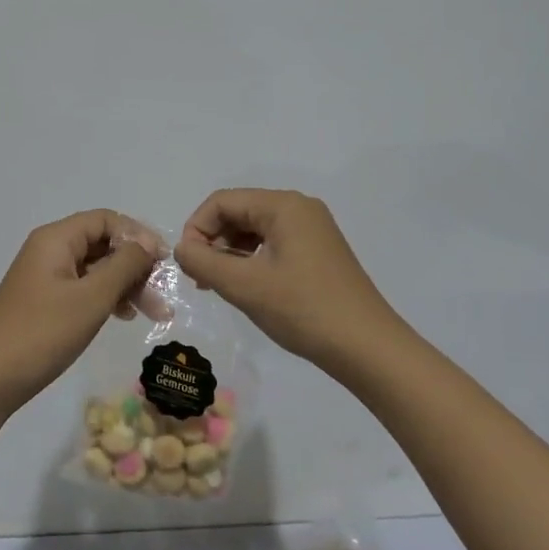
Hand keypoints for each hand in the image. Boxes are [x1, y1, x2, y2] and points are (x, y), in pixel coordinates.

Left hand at [0, 210, 162, 416]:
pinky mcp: (44, 301)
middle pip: (102, 243)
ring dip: (125, 285)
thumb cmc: (42, 333)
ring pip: (95, 268)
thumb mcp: (91, 298)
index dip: (138, 235)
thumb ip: (123, 266)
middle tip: (162, 296)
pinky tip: (123, 316)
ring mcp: (45, 276)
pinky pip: (83, 287)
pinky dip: (106, 297)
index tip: (163, 263)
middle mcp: (50, 250)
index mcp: (56, 239)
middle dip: (135, 265)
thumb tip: (147, 244)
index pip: (106, 220)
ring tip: (152, 313)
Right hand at [173, 189, 395, 366]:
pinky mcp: (318, 251)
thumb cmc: (303, 310)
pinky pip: (273, 244)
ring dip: (229, 253)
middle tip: (199, 279)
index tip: (187, 265)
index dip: (196, 228)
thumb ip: (203, 262)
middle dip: (213, 241)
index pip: (222, 202)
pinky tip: (245, 287)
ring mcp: (312, 229)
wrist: (367, 348)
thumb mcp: (244, 286)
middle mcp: (299, 208)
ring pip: (254, 230)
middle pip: (239, 212)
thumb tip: (181, 248)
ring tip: (217, 286)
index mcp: (283, 205)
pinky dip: (251, 261)